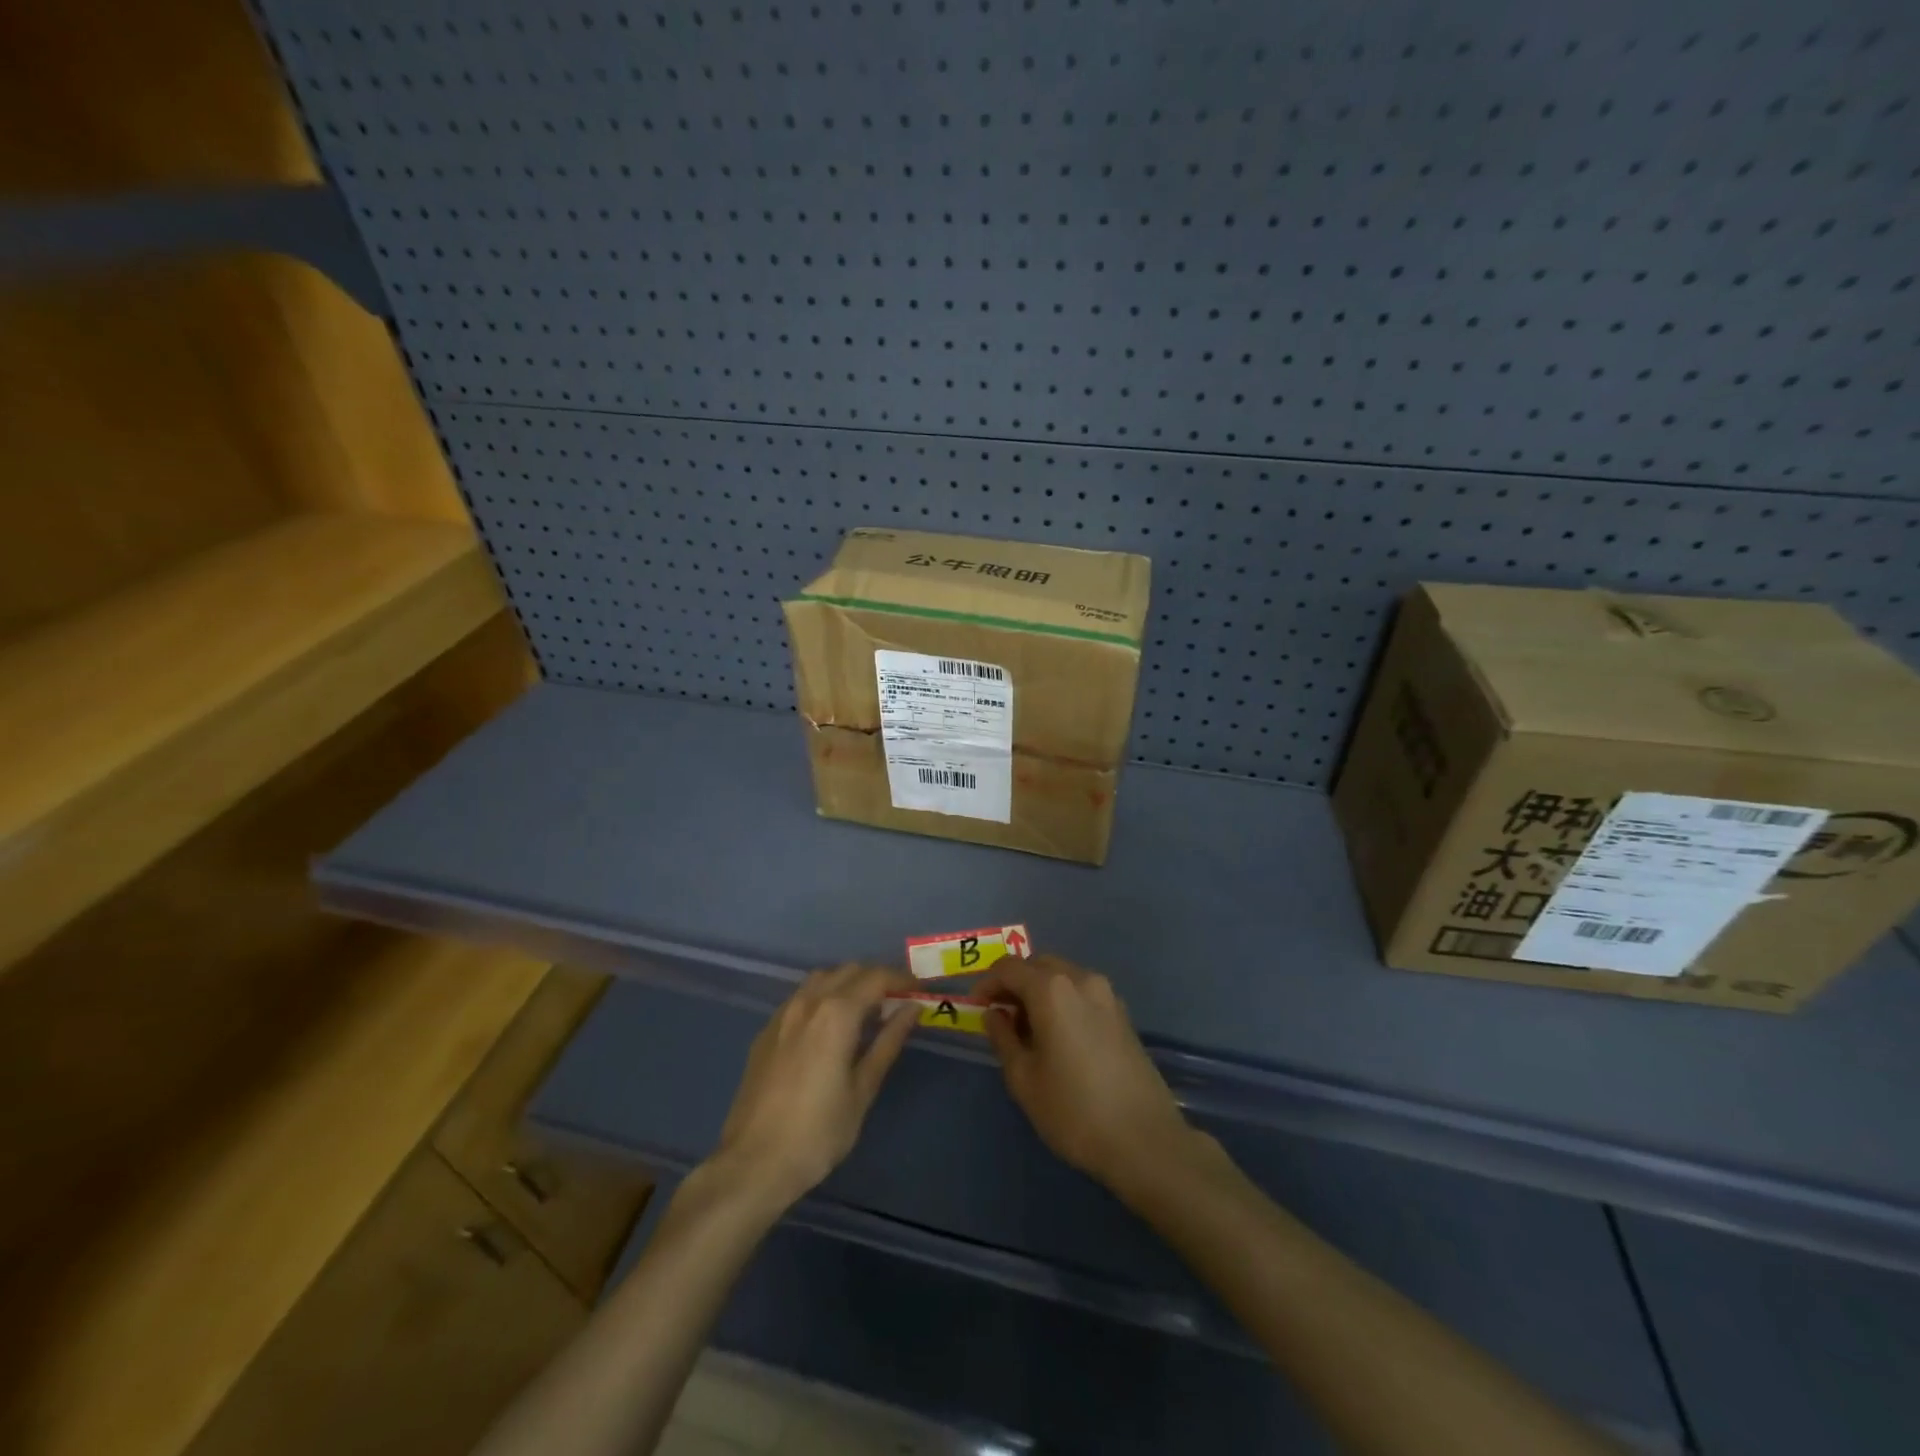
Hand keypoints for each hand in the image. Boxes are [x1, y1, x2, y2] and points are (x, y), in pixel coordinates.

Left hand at [707, 964, 918, 1211]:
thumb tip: (912, 1009)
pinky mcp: (766, 1031)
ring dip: (848, 984)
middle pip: (849, 971)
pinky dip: (823, 997)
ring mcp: (782, 1014)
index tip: (920, 991)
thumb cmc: (818, 1133)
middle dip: (877, 979)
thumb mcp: (863, 1090)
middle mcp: (808, 1002)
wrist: (752, 1164)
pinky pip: (801, 997)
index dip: (902, 980)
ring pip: (822, 979)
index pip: (876, 977)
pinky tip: (830, 1027)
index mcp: (836, 1014)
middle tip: (898, 1002)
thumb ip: (888, 1042)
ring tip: (866, 1011)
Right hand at [978, 955, 1200, 1195]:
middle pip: (1038, 965)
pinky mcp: (1122, 1014)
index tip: (975, 1008)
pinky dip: (1062, 1001)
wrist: (1145, 1140)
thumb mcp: (1024, 1079)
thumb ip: (1003, 1038)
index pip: (1008, 968)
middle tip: (999, 1017)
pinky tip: (1058, 1036)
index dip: (986, 984)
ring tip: (1027, 1030)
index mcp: (1052, 989)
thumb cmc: (1074, 1111)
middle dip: (1014, 984)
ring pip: (1062, 976)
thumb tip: (994, 1013)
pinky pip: (1082, 992)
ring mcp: (1107, 995)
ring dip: (1039, 991)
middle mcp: (1081, 979)